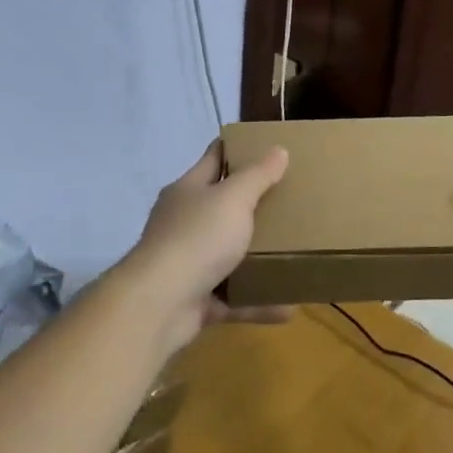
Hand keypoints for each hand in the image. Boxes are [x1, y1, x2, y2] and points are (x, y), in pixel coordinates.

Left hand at [119, 141, 291, 347]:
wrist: (159, 304)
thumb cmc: (197, 238)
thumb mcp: (233, 199)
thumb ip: (257, 176)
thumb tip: (278, 149)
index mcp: (189, 191)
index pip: (214, 159)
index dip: (237, 150)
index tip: (266, 146)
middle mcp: (185, 222)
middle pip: (222, 208)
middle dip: (253, 206)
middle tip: (290, 201)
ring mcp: (188, 262)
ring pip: (228, 255)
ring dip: (257, 257)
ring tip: (292, 252)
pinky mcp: (195, 299)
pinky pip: (233, 297)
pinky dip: (258, 303)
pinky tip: (288, 306)